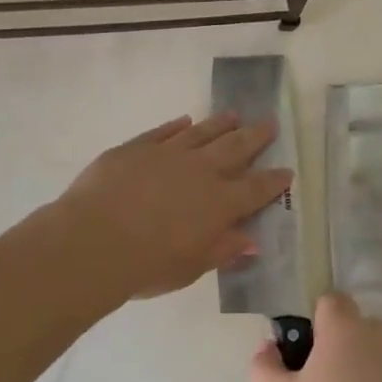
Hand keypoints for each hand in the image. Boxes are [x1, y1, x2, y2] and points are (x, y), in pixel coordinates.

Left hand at [58, 113, 292, 299]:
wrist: (93, 240)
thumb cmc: (148, 265)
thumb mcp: (192, 266)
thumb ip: (223, 249)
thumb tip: (251, 240)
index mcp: (220, 203)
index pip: (256, 189)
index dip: (274, 181)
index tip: (288, 170)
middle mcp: (200, 171)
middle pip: (235, 149)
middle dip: (255, 137)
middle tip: (270, 122)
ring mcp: (167, 154)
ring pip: (202, 133)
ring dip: (219, 124)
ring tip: (233, 115)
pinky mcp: (136, 148)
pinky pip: (163, 132)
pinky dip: (176, 126)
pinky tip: (184, 121)